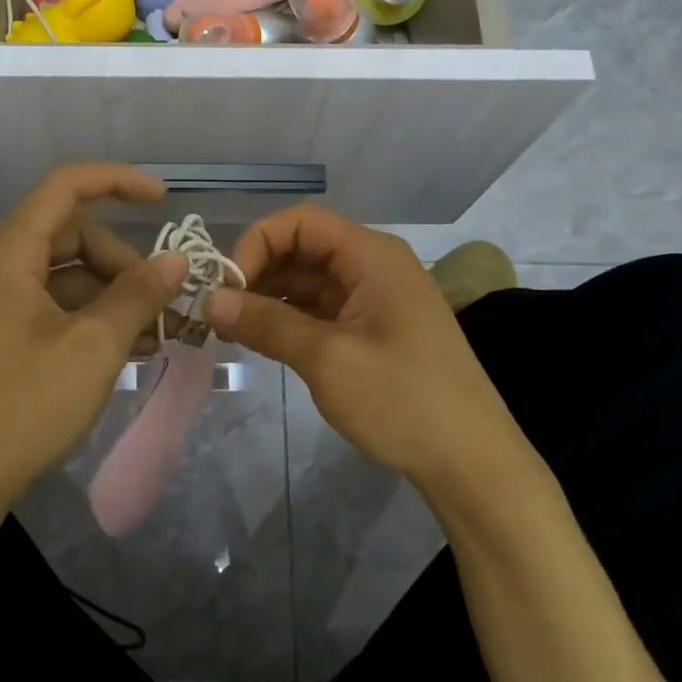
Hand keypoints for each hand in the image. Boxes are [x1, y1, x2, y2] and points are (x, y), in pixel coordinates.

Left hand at [0, 164, 189, 516]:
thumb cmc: (22, 406)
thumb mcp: (93, 347)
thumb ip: (138, 295)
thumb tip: (175, 259)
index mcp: (10, 254)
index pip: (65, 186)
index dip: (117, 181)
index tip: (164, 199)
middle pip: (72, 235)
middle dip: (122, 260)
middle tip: (160, 303)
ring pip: (68, 276)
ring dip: (114, 296)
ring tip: (155, 335)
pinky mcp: (2, 338)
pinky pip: (56, 309)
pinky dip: (93, 320)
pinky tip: (128, 351)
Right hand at [204, 204, 525, 486]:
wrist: (471, 460)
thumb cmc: (403, 399)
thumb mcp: (327, 359)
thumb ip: (266, 323)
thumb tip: (210, 300)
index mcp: (371, 255)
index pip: (300, 221)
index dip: (257, 243)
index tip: (227, 287)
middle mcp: (373, 265)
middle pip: (303, 247)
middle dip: (258, 272)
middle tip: (220, 313)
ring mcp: (375, 297)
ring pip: (308, 279)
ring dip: (269, 297)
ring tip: (233, 330)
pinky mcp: (373, 328)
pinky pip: (321, 307)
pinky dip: (290, 318)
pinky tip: (264, 341)